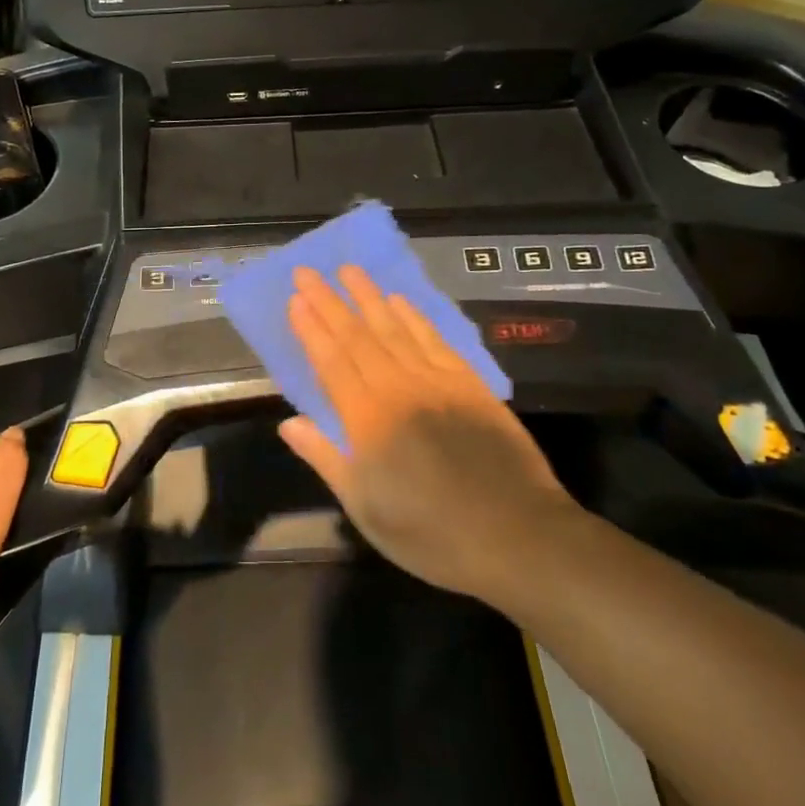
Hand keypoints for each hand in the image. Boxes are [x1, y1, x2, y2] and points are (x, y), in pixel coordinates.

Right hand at [278, 266, 576, 605]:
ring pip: (394, 328)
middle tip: (308, 272)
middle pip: (357, 335)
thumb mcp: (366, 508)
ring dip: (368, 297)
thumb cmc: (430, 533)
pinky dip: (413, 316)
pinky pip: (434, 339)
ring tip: (349, 270)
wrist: (516, 535)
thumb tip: (289, 423)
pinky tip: (400, 301)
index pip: (331, 361)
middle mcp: (398, 388)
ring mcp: (436, 381)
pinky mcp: (468, 383)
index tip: (295, 299)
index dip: (311, 328)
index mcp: (367, 419)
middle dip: (329, 301)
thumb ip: (326, 459)